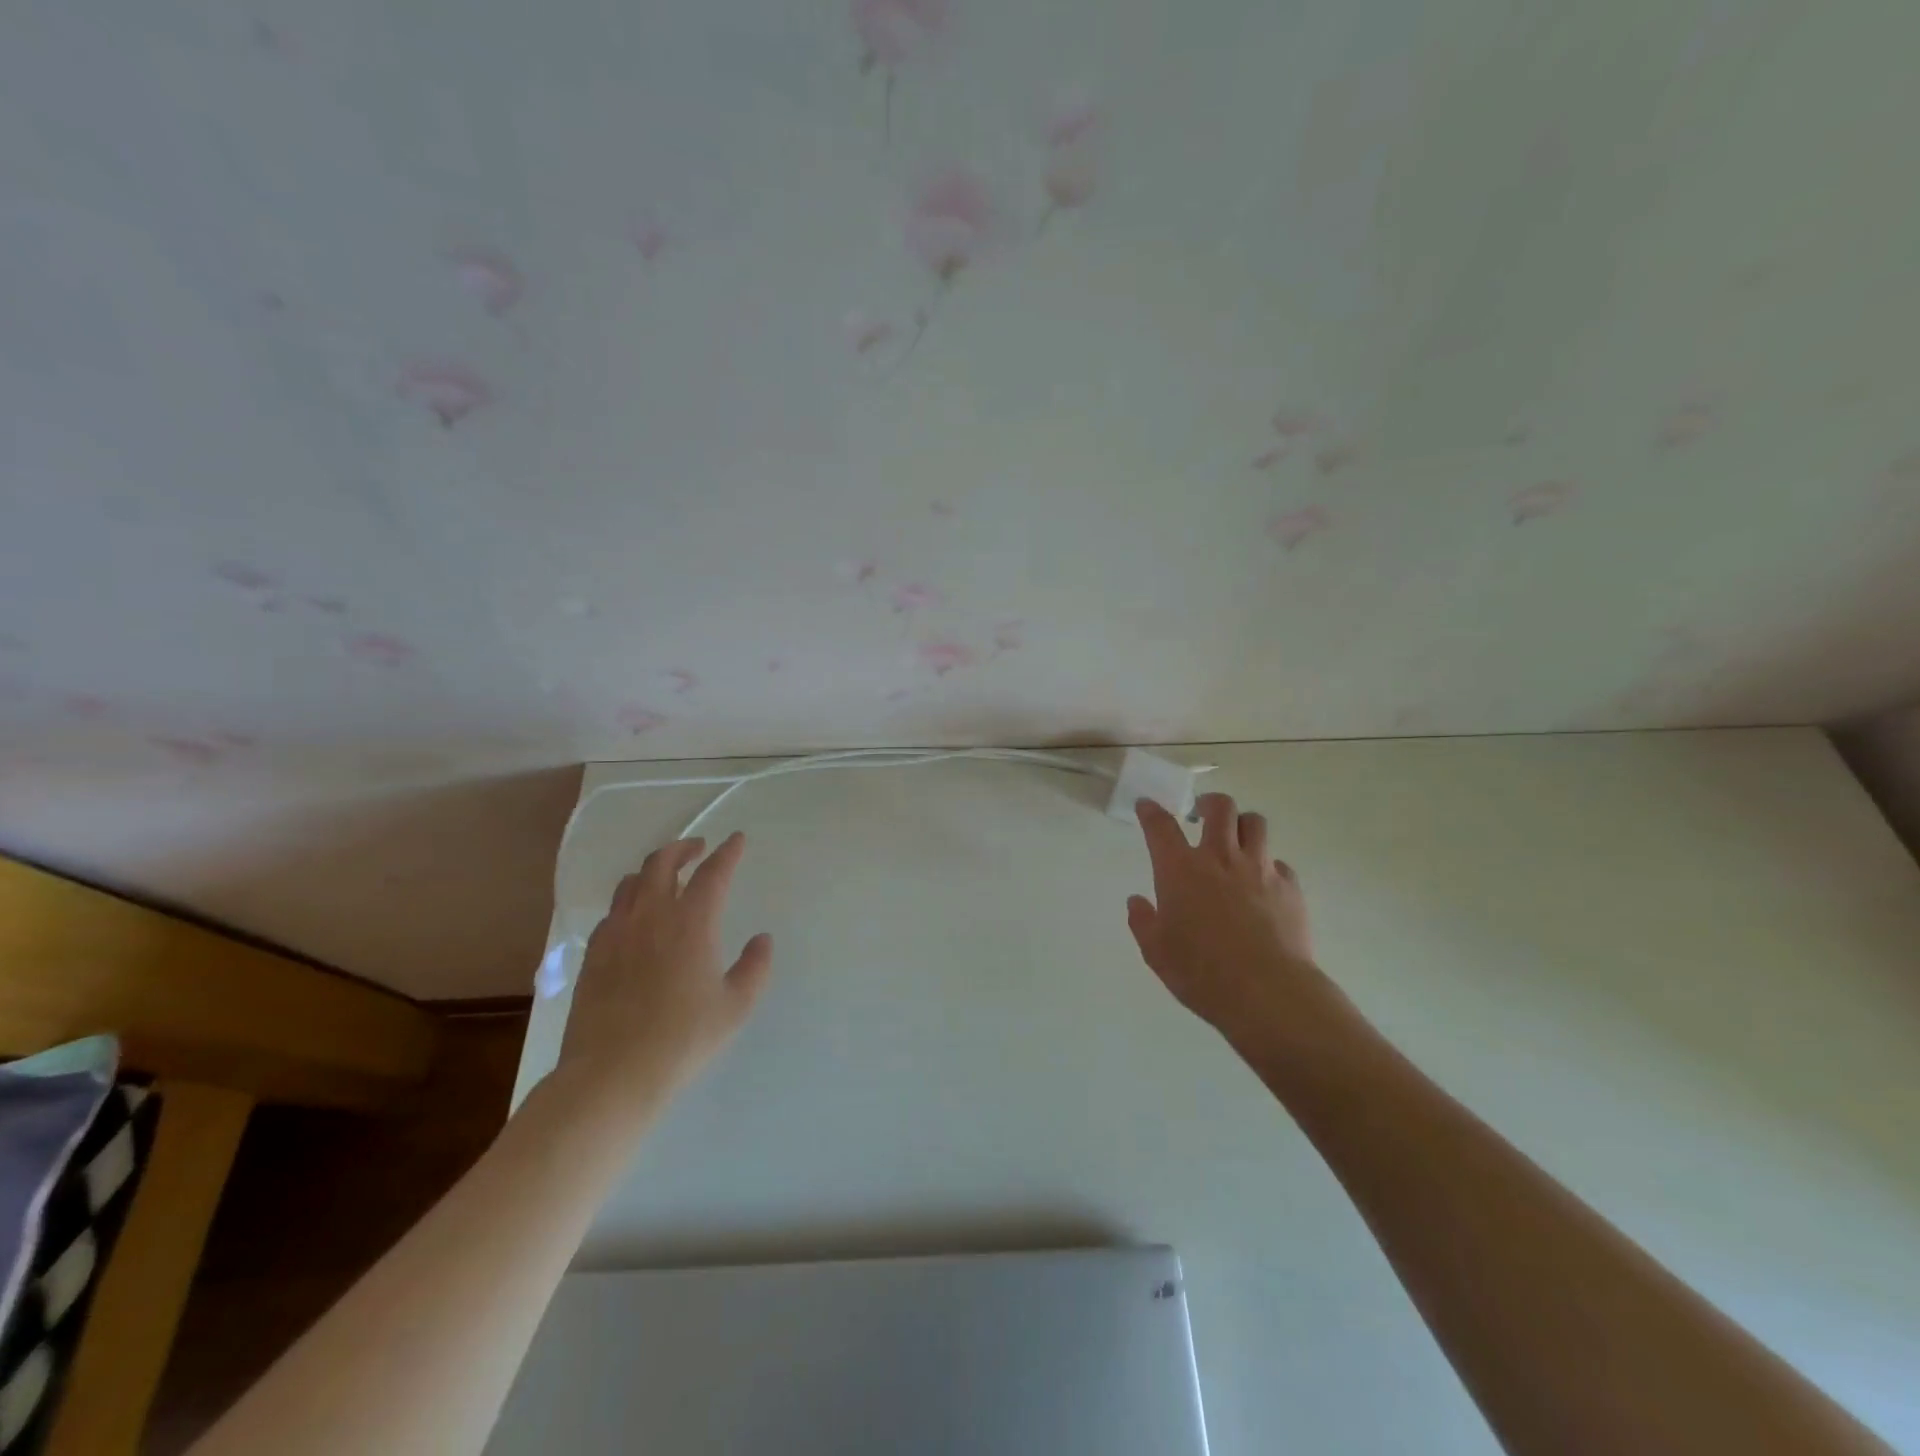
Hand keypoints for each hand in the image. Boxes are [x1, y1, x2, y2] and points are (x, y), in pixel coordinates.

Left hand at [553, 832, 772, 1125]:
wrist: (611, 1075)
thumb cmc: (683, 1039)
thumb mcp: (735, 1006)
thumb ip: (755, 967)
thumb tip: (761, 939)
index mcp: (692, 922)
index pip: (712, 873)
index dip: (727, 853)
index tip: (736, 840)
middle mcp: (651, 916)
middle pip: (662, 863)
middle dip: (682, 848)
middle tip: (698, 848)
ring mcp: (617, 934)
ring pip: (631, 883)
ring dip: (652, 871)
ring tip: (665, 878)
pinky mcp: (594, 955)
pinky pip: (612, 913)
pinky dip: (629, 903)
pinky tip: (635, 920)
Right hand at [1128, 793, 1359, 1064]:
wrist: (1267, 991)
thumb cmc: (1200, 971)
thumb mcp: (1156, 951)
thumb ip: (1143, 921)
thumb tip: (1137, 902)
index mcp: (1180, 869)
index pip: (1161, 826)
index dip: (1151, 812)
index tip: (1147, 806)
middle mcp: (1220, 858)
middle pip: (1219, 807)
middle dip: (1208, 803)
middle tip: (1201, 815)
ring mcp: (1259, 869)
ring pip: (1255, 823)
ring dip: (1242, 825)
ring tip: (1236, 840)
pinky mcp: (1289, 887)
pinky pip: (1279, 863)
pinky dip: (1268, 866)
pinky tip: (1263, 885)